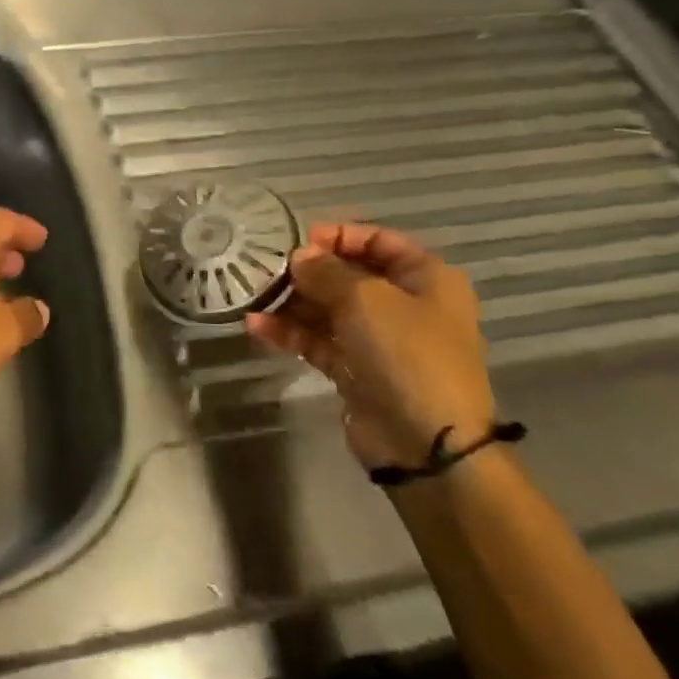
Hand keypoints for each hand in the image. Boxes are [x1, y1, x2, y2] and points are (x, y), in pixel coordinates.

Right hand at [244, 222, 494, 471]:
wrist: (425, 442)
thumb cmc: (406, 353)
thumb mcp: (365, 298)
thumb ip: (326, 271)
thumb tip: (300, 256)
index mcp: (425, 278)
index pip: (378, 240)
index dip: (337, 236)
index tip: (296, 239)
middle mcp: (405, 305)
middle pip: (349, 275)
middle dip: (307, 271)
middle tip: (265, 268)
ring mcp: (379, 340)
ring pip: (328, 309)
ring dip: (291, 302)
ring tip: (253, 295)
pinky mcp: (356, 370)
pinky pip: (318, 341)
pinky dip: (289, 333)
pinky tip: (255, 326)